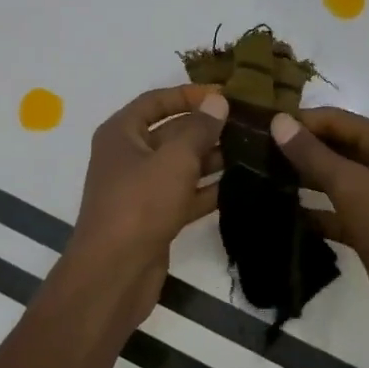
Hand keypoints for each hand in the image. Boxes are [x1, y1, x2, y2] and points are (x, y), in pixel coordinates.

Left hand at [60, 85, 228, 329]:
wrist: (115, 272)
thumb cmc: (140, 204)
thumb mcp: (174, 159)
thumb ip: (199, 128)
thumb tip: (218, 101)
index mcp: (122, 133)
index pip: (156, 101)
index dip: (188, 94)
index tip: (225, 94)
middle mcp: (129, 156)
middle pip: (172, 132)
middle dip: (207, 128)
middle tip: (250, 123)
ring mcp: (142, 189)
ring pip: (182, 165)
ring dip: (213, 158)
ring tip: (254, 150)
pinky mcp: (156, 217)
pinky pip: (186, 194)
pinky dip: (209, 189)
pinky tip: (242, 184)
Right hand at [271, 107, 368, 341]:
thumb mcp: (353, 185)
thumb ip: (313, 154)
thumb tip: (278, 122)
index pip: (334, 120)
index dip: (298, 121)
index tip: (257, 128)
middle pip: (332, 148)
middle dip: (296, 151)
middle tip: (249, 155)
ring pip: (331, 182)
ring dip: (300, 182)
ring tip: (256, 181)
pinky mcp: (368, 230)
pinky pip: (334, 214)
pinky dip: (311, 214)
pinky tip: (278, 216)